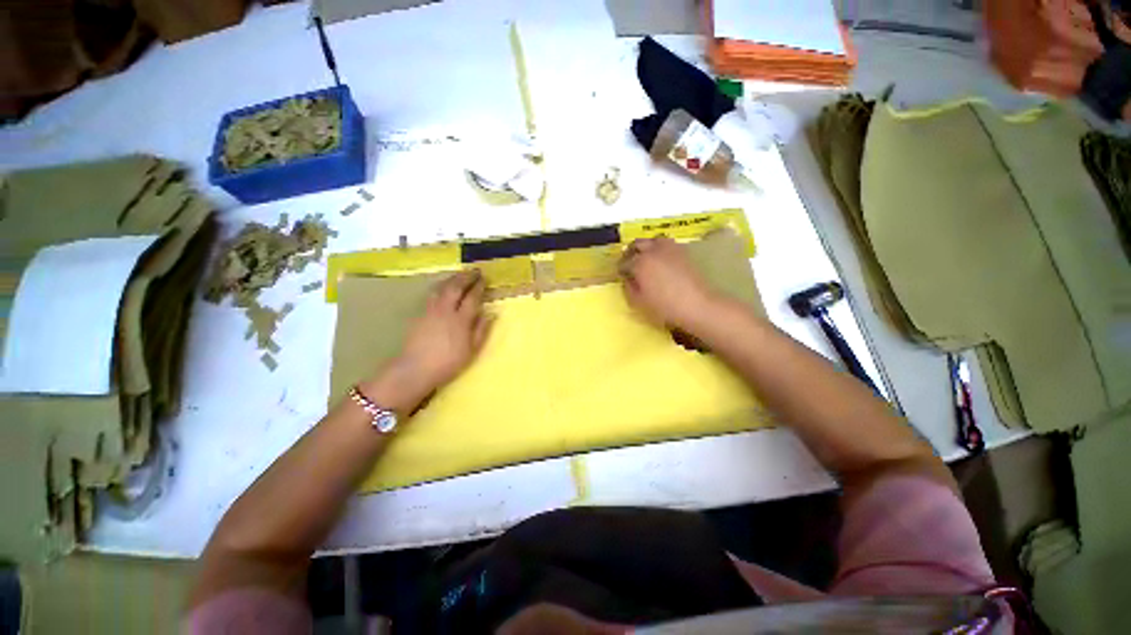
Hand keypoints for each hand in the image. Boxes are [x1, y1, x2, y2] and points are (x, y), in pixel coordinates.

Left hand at [363, 271, 492, 411]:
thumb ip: (481, 330)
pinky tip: (442, 287)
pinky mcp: (420, 314)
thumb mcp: (471, 350)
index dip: (479, 287)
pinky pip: (432, 294)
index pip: (472, 298)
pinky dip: (440, 286)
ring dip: (452, 278)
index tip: (484, 279)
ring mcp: (431, 310)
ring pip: (442, 288)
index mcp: (461, 320)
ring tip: (459, 274)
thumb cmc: (448, 362)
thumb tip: (491, 314)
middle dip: (466, 277)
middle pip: (456, 287)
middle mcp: (446, 310)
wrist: (415, 369)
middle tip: (474, 271)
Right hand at [619, 237, 718, 331]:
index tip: (621, 275)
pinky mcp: (683, 251)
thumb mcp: (639, 302)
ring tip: (646, 258)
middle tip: (629, 263)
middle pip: (637, 244)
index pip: (624, 262)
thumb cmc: (664, 307)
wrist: (697, 305)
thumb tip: (627, 279)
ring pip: (653, 240)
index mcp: (640, 263)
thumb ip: (629, 288)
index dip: (620, 269)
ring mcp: (669, 249)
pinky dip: (659, 248)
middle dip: (631, 252)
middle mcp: (653, 251)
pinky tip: (661, 260)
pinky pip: (666, 244)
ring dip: (646, 247)